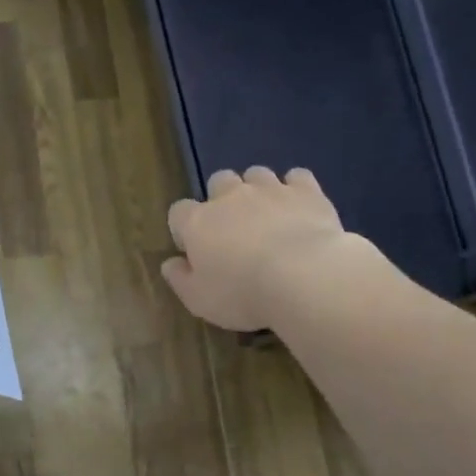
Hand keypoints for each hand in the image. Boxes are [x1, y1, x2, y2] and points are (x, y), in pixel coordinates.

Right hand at [161, 167, 360, 331]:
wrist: (303, 278)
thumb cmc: (242, 294)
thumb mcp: (199, 300)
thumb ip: (180, 279)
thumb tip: (169, 264)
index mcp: (198, 223)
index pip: (179, 212)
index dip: (185, 228)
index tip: (195, 250)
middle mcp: (230, 197)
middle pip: (218, 181)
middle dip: (222, 199)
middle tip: (233, 228)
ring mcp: (270, 189)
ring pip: (256, 174)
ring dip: (257, 190)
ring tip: (268, 216)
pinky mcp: (306, 191)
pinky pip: (297, 177)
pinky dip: (295, 188)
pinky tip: (299, 207)